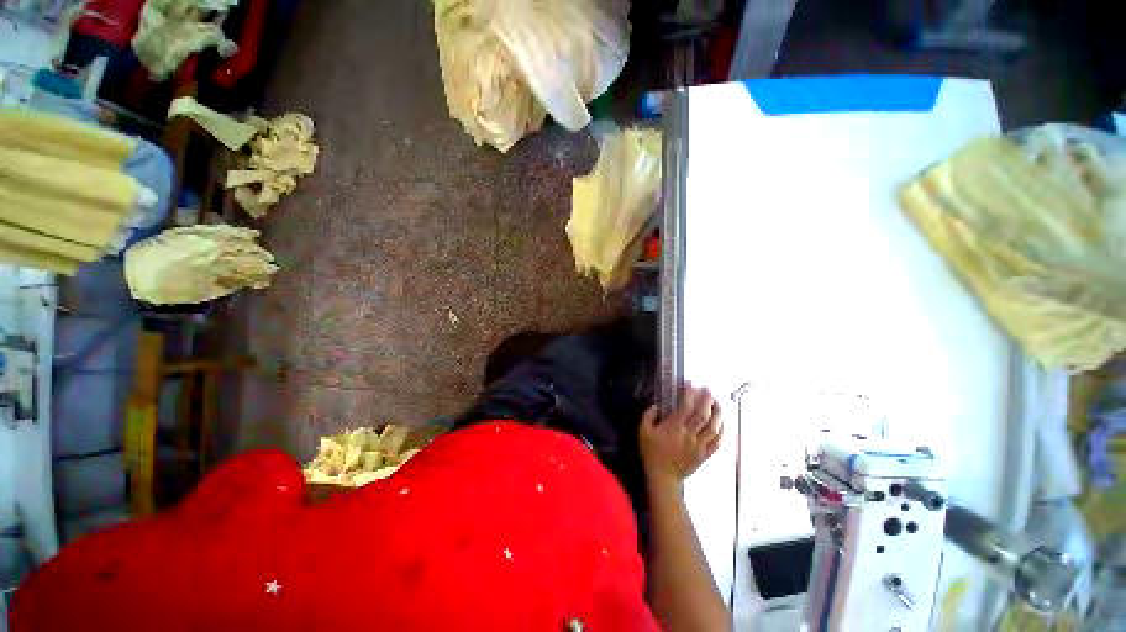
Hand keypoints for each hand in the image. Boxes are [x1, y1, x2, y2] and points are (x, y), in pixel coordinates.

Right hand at [639, 384, 722, 485]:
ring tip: (718, 403)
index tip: (690, 384)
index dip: (689, 393)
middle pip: (703, 415)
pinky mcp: (704, 455)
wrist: (663, 477)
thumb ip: (648, 416)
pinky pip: (717, 443)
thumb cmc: (651, 453)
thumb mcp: (643, 432)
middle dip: (707, 400)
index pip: (686, 407)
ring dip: (718, 413)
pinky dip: (722, 432)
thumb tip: (656, 406)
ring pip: (713, 427)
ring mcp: (699, 445)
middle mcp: (689, 434)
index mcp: (674, 427)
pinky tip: (722, 424)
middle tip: (709, 389)